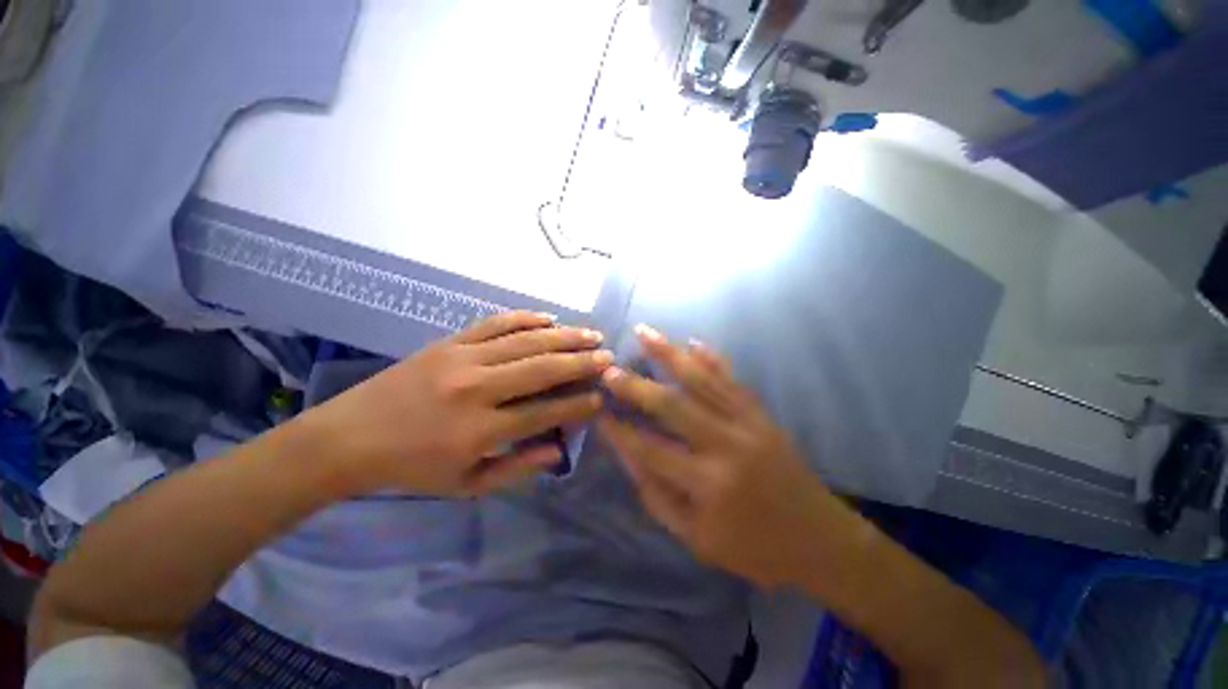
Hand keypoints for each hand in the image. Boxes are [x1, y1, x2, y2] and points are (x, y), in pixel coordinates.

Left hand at [306, 312, 611, 497]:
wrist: (349, 437)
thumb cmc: (412, 468)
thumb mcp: (466, 485)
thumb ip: (517, 467)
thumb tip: (559, 448)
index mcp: (480, 430)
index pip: (545, 412)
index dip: (579, 404)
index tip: (602, 398)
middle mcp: (477, 388)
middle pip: (542, 368)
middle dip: (581, 363)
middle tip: (608, 358)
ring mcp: (462, 358)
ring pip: (525, 341)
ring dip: (564, 336)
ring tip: (591, 334)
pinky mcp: (449, 341)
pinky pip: (495, 323)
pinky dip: (525, 318)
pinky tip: (548, 317)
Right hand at [600, 325, 840, 587]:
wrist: (820, 539)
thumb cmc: (754, 548)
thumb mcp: (698, 539)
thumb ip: (658, 497)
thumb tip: (628, 456)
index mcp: (708, 485)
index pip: (651, 451)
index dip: (621, 432)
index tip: (598, 413)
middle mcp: (726, 445)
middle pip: (672, 405)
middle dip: (636, 386)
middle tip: (610, 370)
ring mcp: (748, 423)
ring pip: (702, 379)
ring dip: (669, 354)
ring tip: (644, 332)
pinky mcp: (762, 415)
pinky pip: (732, 379)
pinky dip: (712, 358)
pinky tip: (693, 342)